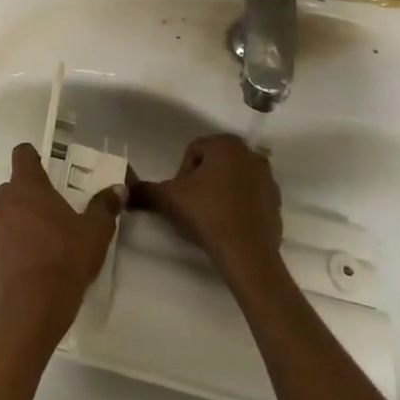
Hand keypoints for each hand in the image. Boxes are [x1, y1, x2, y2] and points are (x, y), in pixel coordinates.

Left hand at [0, 143, 120, 338]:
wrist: (31, 312)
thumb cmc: (65, 261)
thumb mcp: (96, 233)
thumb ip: (105, 206)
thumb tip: (118, 188)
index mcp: (27, 189)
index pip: (22, 155)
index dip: (32, 158)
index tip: (44, 169)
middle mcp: (1, 204)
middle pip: (9, 190)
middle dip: (25, 198)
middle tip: (48, 218)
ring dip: (12, 227)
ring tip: (35, 249)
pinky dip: (3, 255)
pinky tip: (21, 273)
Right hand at [134, 134, 283, 286]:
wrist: (247, 254)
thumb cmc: (207, 215)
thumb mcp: (168, 199)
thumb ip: (145, 190)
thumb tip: (124, 188)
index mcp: (226, 145)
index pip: (194, 150)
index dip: (181, 173)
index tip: (181, 196)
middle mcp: (250, 154)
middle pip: (214, 163)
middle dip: (201, 181)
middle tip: (192, 206)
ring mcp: (267, 178)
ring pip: (232, 179)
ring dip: (219, 192)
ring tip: (209, 217)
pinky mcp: (276, 202)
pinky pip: (249, 197)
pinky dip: (237, 205)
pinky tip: (228, 225)